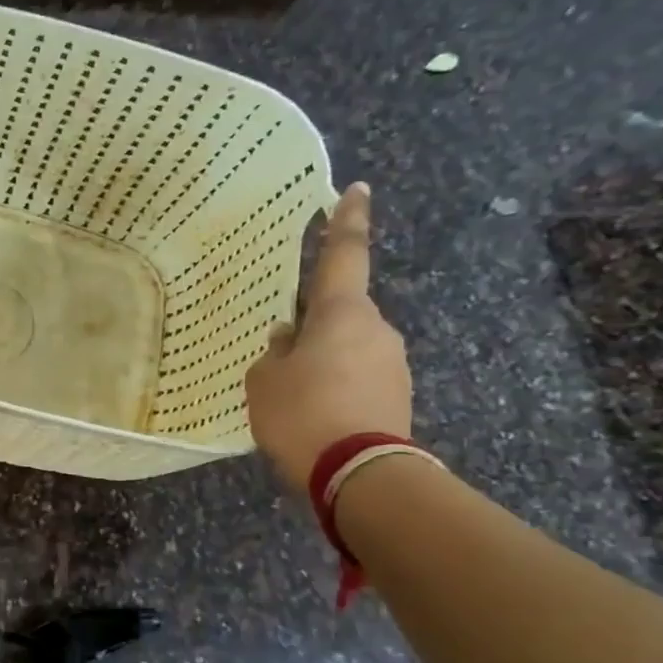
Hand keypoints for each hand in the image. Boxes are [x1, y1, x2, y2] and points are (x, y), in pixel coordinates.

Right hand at [245, 182, 412, 492]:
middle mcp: (376, 329)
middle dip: (314, 326)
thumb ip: (273, 353)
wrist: (360, 472)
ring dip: (323, 362)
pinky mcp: (397, 396)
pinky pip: (358, 378)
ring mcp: (392, 363)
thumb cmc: (303, 413)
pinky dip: (335, 387)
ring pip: (348, 349)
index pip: (344, 255)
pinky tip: (312, 414)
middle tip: (281, 354)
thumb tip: (287, 338)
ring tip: (291, 397)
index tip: (356, 189)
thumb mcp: (265, 382)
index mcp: (342, 314)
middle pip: (340, 314)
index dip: (346, 221)